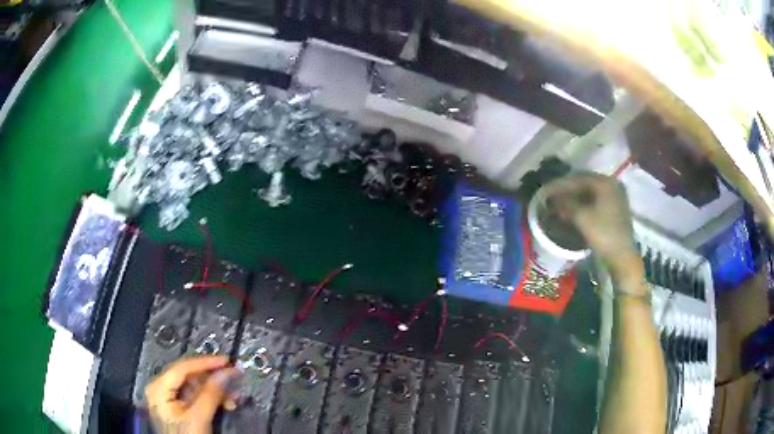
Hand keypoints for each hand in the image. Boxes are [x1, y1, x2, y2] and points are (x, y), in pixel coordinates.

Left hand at [145, 355, 239, 433]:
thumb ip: (211, 394)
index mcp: (158, 388)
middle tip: (234, 376)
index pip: (182, 368)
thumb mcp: (199, 417)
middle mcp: (161, 388)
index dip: (205, 363)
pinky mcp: (180, 408)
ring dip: (217, 391)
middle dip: (214, 380)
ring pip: (196, 387)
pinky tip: (227, 403)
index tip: (226, 361)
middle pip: (190, 376)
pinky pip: (197, 397)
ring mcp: (170, 399)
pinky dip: (213, 399)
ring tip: (235, 396)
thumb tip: (227, 372)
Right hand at [542, 173, 640, 279]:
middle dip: (567, 190)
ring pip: (590, 193)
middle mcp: (612, 184)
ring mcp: (615, 197)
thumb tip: (552, 201)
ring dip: (575, 197)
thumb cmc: (603, 233)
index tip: (546, 191)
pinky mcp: (615, 209)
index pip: (578, 179)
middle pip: (584, 184)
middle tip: (551, 196)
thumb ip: (566, 205)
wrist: (622, 256)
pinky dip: (583, 204)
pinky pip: (596, 201)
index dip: (560, 185)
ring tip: (560, 203)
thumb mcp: (581, 217)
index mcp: (605, 182)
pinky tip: (573, 209)